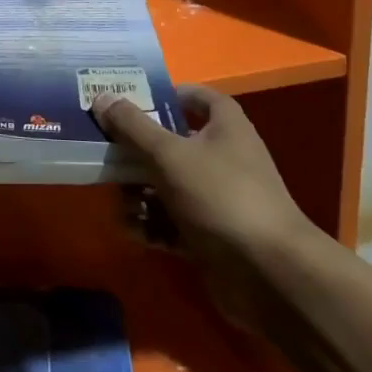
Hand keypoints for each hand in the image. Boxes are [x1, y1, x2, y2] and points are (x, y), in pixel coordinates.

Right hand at [95, 85, 321, 324]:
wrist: (270, 276)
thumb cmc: (221, 196)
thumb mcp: (170, 155)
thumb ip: (132, 126)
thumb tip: (102, 96)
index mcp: (224, 126)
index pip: (194, 96)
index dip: (164, 95)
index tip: (128, 100)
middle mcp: (222, 156)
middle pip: (170, 142)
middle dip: (136, 151)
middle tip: (105, 154)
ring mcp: (215, 198)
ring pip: (165, 184)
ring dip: (138, 193)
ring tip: (122, 203)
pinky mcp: (208, 234)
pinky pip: (170, 220)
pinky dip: (151, 224)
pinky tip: (134, 230)